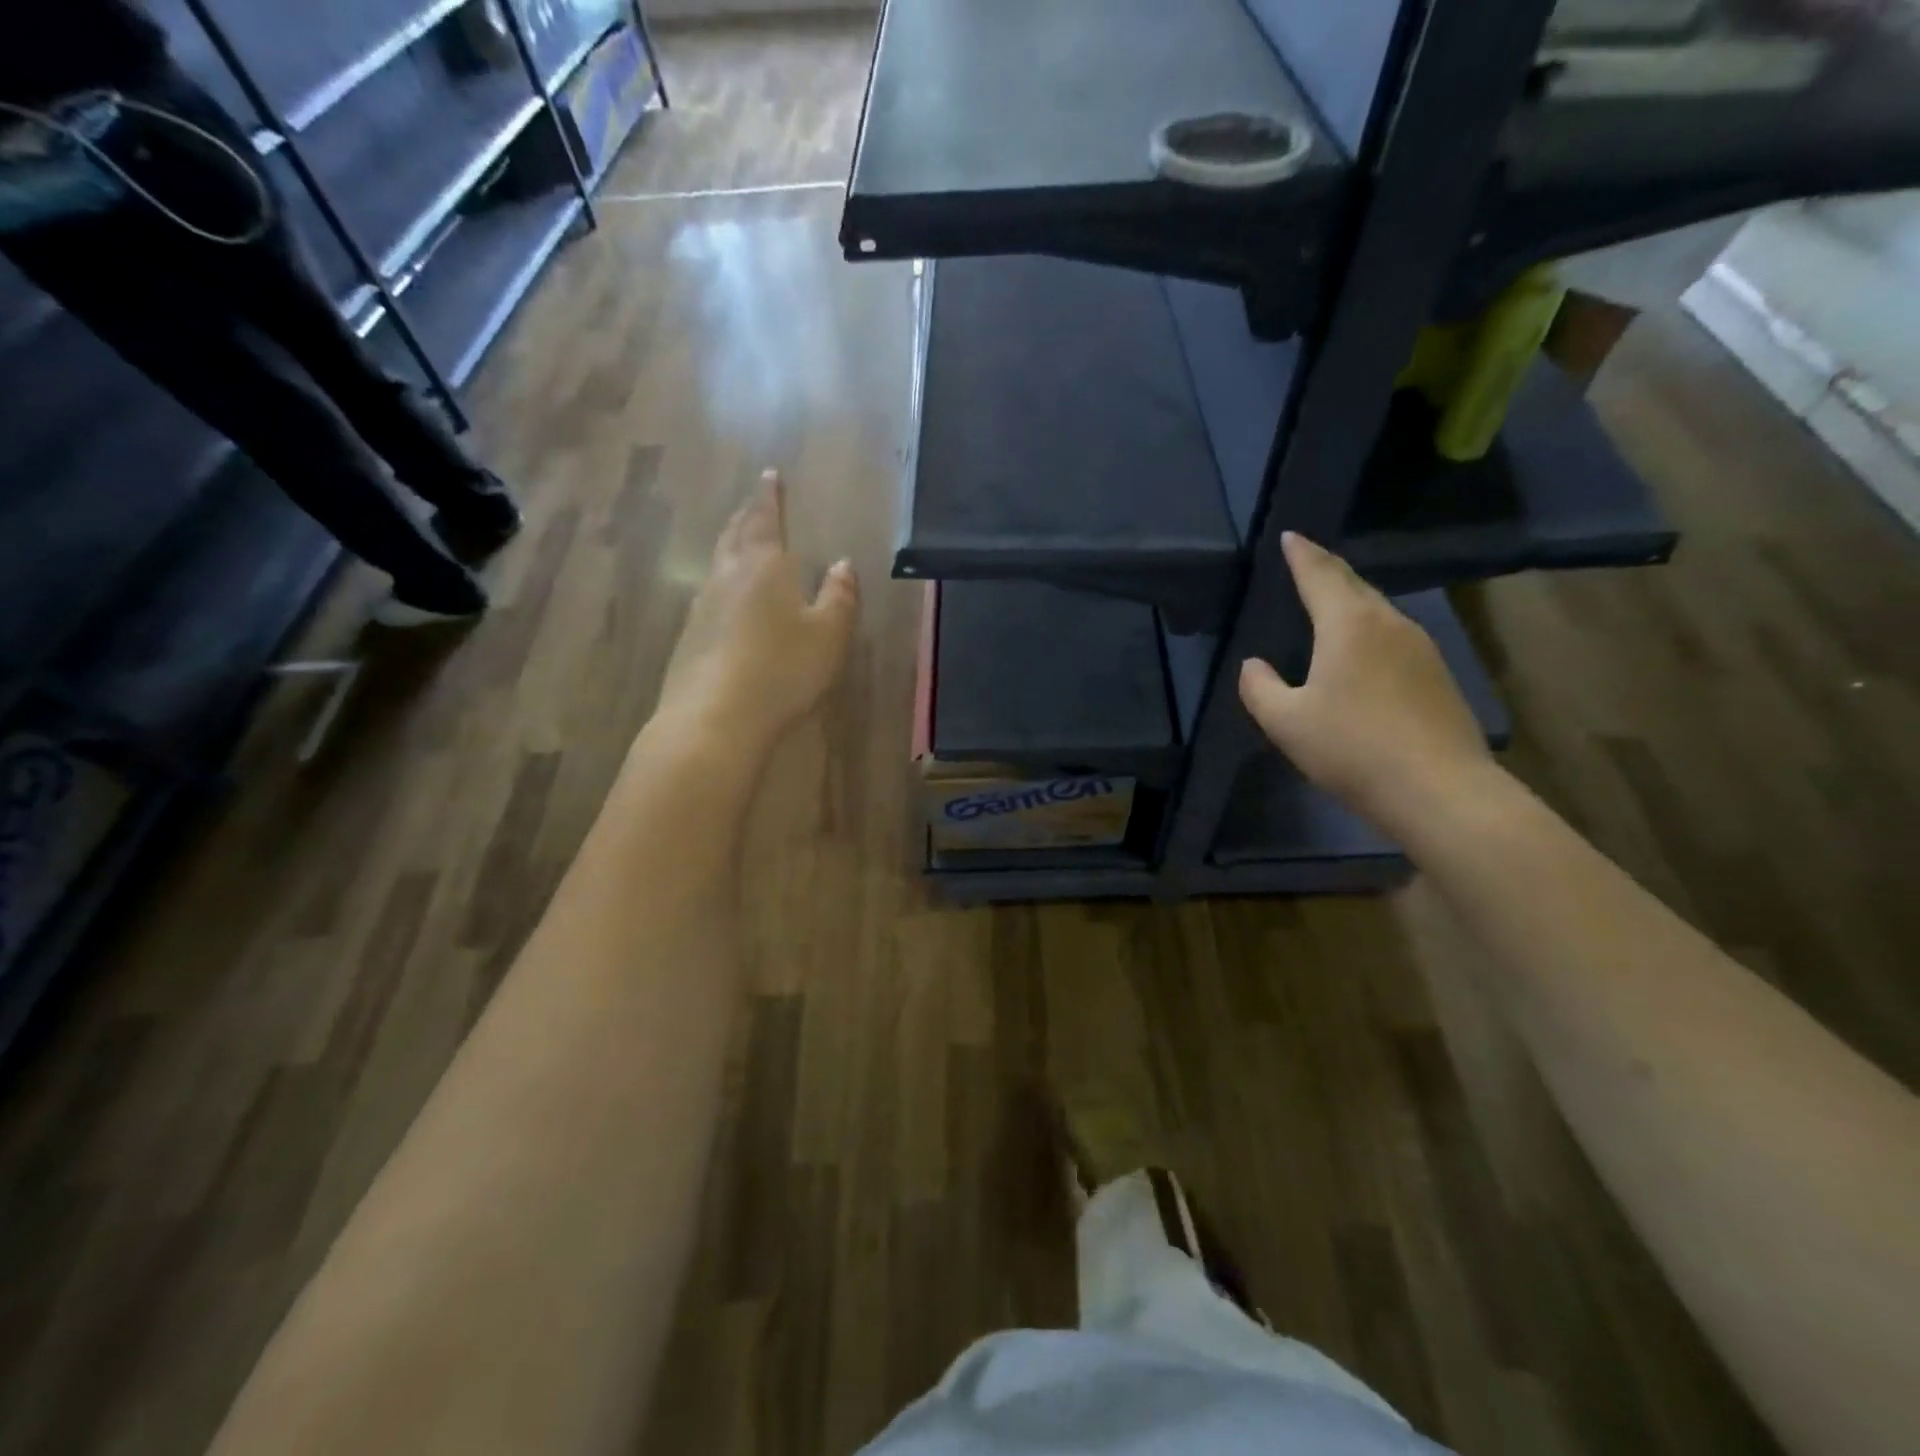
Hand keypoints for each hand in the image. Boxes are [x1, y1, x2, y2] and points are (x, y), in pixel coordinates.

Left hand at [656, 470, 859, 755]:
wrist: (715, 719)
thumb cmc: (782, 670)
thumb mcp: (828, 635)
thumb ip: (839, 597)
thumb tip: (842, 565)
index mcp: (763, 566)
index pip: (765, 519)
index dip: (769, 496)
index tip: (770, 474)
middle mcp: (726, 577)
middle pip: (734, 535)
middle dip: (747, 517)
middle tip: (755, 504)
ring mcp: (701, 607)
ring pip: (717, 564)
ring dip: (731, 547)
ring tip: (741, 544)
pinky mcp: (688, 638)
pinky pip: (708, 597)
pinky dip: (722, 585)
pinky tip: (726, 601)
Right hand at [1239, 532, 1493, 832]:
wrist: (1439, 790)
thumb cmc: (1351, 748)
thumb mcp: (1286, 722)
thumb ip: (1259, 688)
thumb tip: (1254, 665)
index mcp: (1349, 625)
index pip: (1320, 575)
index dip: (1302, 555)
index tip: (1290, 536)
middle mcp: (1390, 624)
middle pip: (1355, 585)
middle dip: (1328, 570)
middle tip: (1307, 560)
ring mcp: (1421, 649)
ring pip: (1379, 610)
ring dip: (1352, 599)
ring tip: (1331, 600)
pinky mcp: (1438, 676)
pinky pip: (1394, 636)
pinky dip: (1370, 628)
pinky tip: (1363, 649)